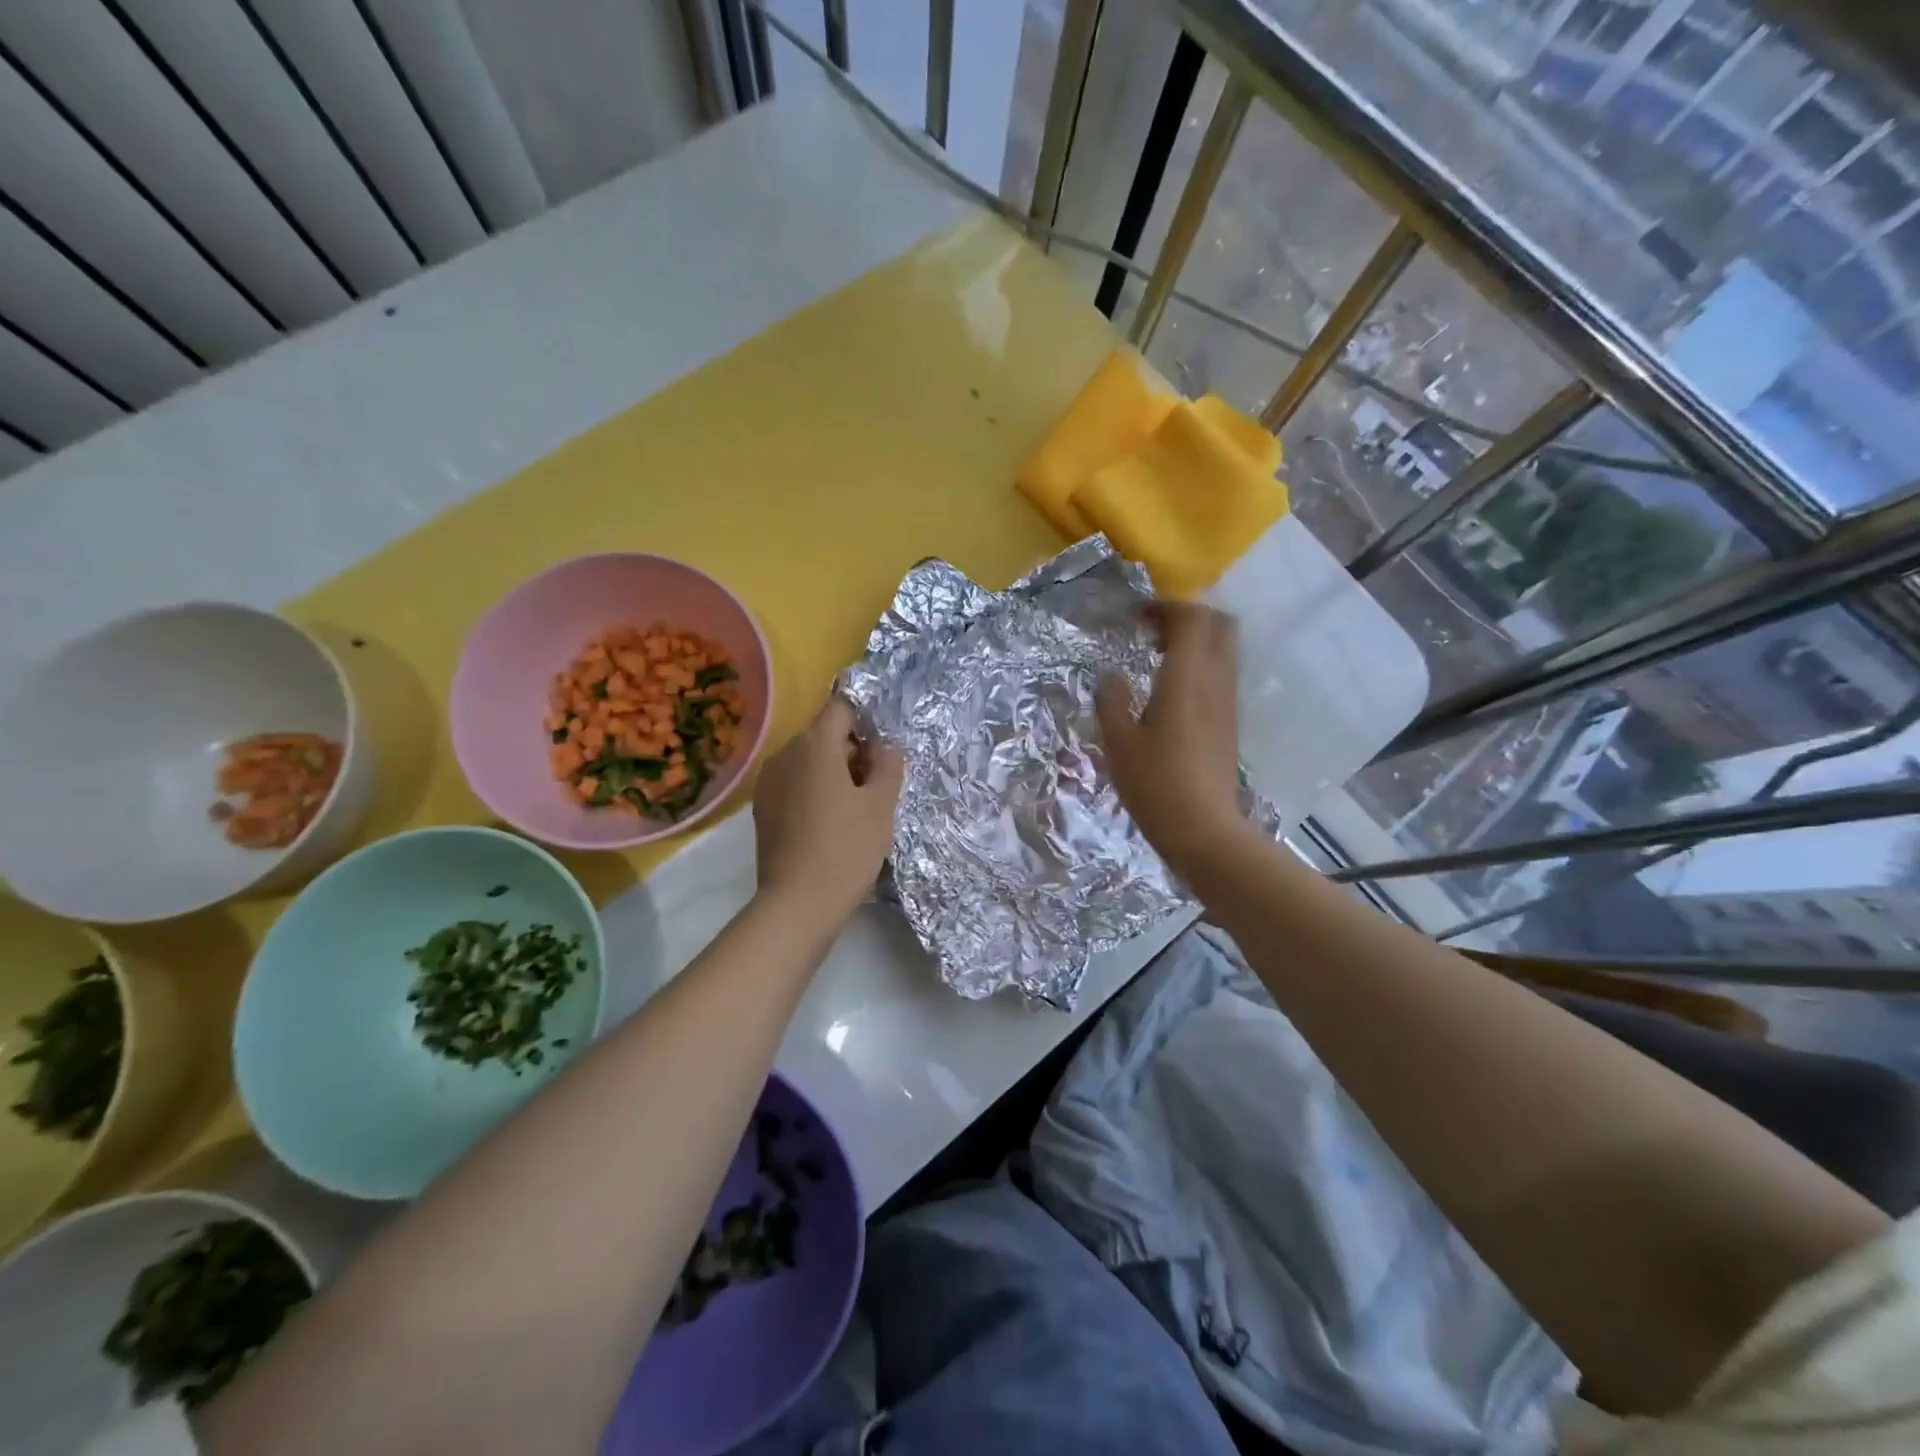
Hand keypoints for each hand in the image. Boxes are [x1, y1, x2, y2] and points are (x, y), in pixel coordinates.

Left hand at [752, 695, 904, 925]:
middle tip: (878, 783)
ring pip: (808, 761)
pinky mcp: (762, 808)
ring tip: (855, 806)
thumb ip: (888, 764)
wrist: (799, 903)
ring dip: (833, 772)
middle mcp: (784, 754)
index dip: (867, 722)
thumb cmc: (847, 848)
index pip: (842, 709)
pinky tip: (830, 822)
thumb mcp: (882, 805)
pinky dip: (814, 791)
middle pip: (824, 735)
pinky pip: (794, 784)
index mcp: (814, 745)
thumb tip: (884, 747)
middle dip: (852, 750)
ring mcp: (768, 782)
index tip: (884, 749)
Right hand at [1096, 602, 1244, 876]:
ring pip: (1224, 650)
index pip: (1191, 617)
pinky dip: (1200, 666)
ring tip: (1157, 659)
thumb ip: (1112, 700)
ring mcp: (1228, 701)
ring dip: (1195, 642)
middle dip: (1187, 617)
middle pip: (1218, 624)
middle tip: (1152, 631)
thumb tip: (1111, 677)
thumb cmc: (1155, 782)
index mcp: (1187, 676)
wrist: (1204, 829)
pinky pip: (1221, 674)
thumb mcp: (1118, 741)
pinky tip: (1171, 692)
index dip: (1165, 607)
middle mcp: (1216, 680)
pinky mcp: (1230, 722)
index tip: (1136, 617)